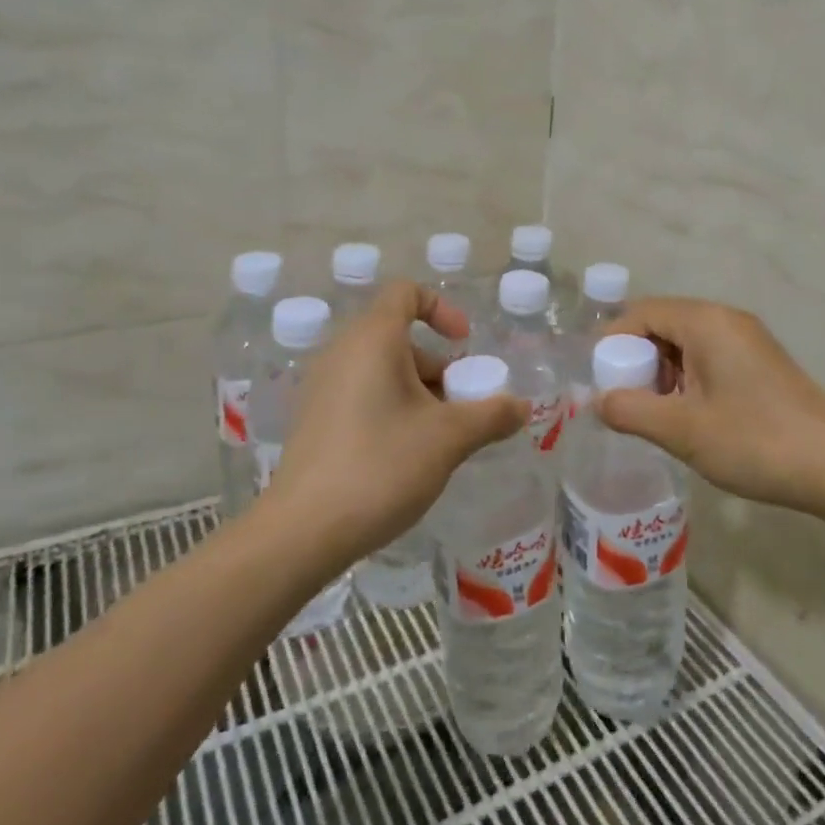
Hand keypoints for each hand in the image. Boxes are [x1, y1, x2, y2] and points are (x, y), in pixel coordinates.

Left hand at [261, 281, 526, 568]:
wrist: (303, 531)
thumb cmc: (382, 466)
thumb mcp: (449, 438)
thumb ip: (492, 415)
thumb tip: (522, 407)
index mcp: (372, 340)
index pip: (406, 293)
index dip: (441, 308)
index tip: (464, 345)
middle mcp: (341, 353)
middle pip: (398, 338)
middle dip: (438, 368)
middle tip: (460, 409)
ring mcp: (322, 387)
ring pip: (381, 371)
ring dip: (419, 393)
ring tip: (439, 440)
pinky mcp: (314, 420)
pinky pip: (361, 395)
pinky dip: (391, 409)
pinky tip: (406, 457)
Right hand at [596, 297, 824, 519]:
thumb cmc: (753, 441)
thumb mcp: (682, 430)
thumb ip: (630, 411)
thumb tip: (598, 401)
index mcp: (706, 322)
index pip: (642, 312)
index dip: (612, 341)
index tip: (596, 379)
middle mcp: (727, 320)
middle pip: (664, 324)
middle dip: (636, 359)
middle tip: (624, 400)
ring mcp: (748, 341)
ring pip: (686, 343)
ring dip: (662, 372)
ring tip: (654, 413)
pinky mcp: (761, 363)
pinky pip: (709, 357)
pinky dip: (688, 379)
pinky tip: (688, 416)